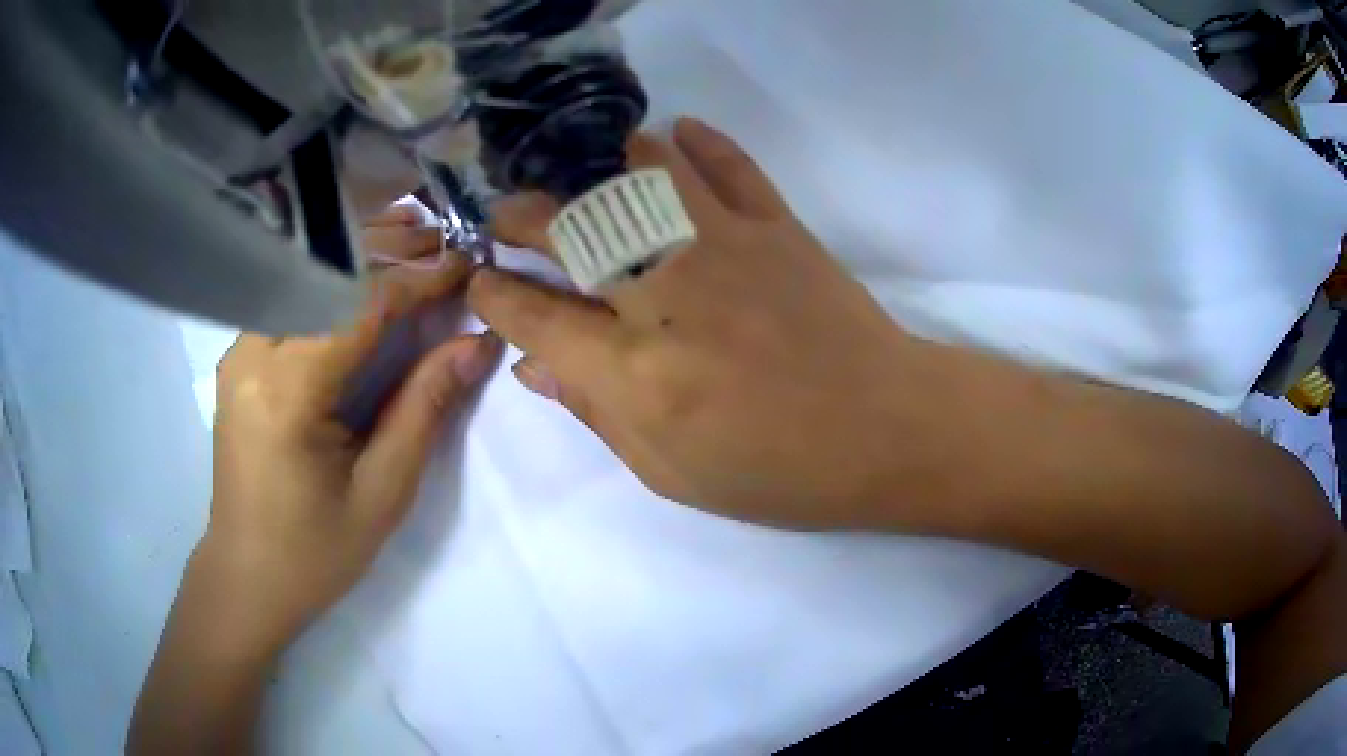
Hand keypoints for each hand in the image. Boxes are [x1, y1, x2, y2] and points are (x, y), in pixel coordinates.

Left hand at [200, 207, 502, 648]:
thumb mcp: (382, 492)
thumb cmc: (315, 551)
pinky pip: (291, 297)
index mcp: (286, 391)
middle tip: (446, 238)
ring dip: (360, 251)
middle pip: (325, 272)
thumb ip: (425, 408)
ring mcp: (239, 349)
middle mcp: (252, 352)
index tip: (468, 263)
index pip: (358, 305)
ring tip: (413, 230)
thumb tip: (478, 342)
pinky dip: (332, 275)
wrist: (247, 577)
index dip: (419, 279)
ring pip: (304, 275)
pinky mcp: (239, 356)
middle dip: (390, 249)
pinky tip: (364, 262)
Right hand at [468, 119, 995, 530]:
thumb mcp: (671, 471)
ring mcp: (725, 246)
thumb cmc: (779, 469)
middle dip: (523, 216)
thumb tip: (534, 366)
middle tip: (509, 218)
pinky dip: (697, 142)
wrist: (887, 431)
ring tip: (578, 175)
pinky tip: (673, 135)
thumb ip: (595, 414)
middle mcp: (667, 293)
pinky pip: (728, 164)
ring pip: (640, 171)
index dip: (495, 295)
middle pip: (569, 227)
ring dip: (596, 163)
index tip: (480, 282)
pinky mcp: (777, 225)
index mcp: (637, 372)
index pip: (535, 316)